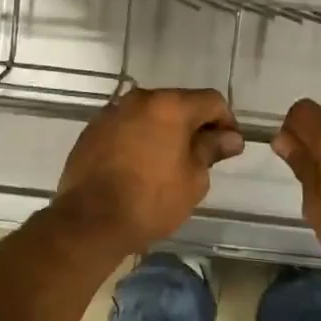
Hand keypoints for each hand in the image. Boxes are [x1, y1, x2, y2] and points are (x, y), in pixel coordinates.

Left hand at [54, 87, 244, 254]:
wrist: (91, 220)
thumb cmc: (151, 200)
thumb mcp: (193, 179)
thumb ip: (211, 149)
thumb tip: (230, 138)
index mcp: (170, 105)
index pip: (211, 101)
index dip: (226, 122)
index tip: (229, 147)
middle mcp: (139, 99)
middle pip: (178, 103)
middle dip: (194, 124)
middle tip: (202, 155)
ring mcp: (111, 113)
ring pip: (149, 114)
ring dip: (164, 131)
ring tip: (169, 162)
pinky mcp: (92, 130)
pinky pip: (126, 127)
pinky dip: (139, 139)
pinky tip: (140, 166)